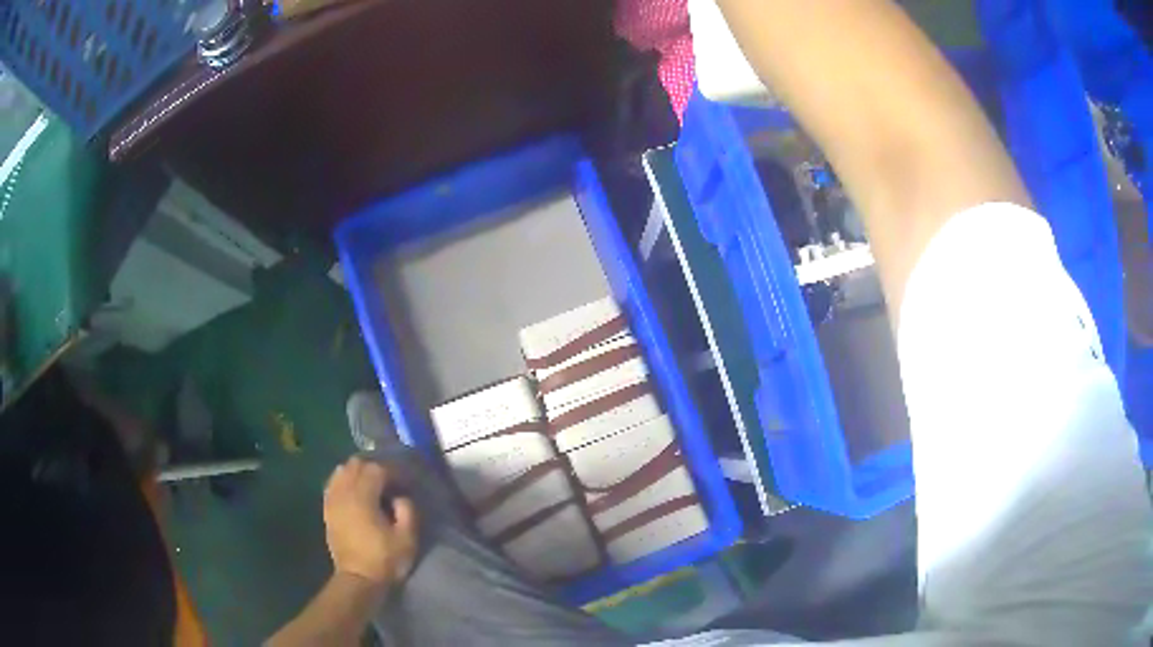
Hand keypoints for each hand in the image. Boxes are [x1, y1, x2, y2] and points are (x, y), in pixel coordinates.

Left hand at [323, 457, 417, 586]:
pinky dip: (344, 481)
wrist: (358, 579)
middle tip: (389, 482)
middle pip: (356, 464)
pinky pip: (332, 484)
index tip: (404, 482)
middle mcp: (344, 493)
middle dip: (374, 468)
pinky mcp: (327, 509)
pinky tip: (354, 492)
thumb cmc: (385, 560)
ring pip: (341, 471)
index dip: (393, 472)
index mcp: (363, 497)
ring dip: (358, 473)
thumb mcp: (407, 538)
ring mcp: (332, 500)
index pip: (377, 469)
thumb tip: (400, 496)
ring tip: (372, 486)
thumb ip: (407, 510)